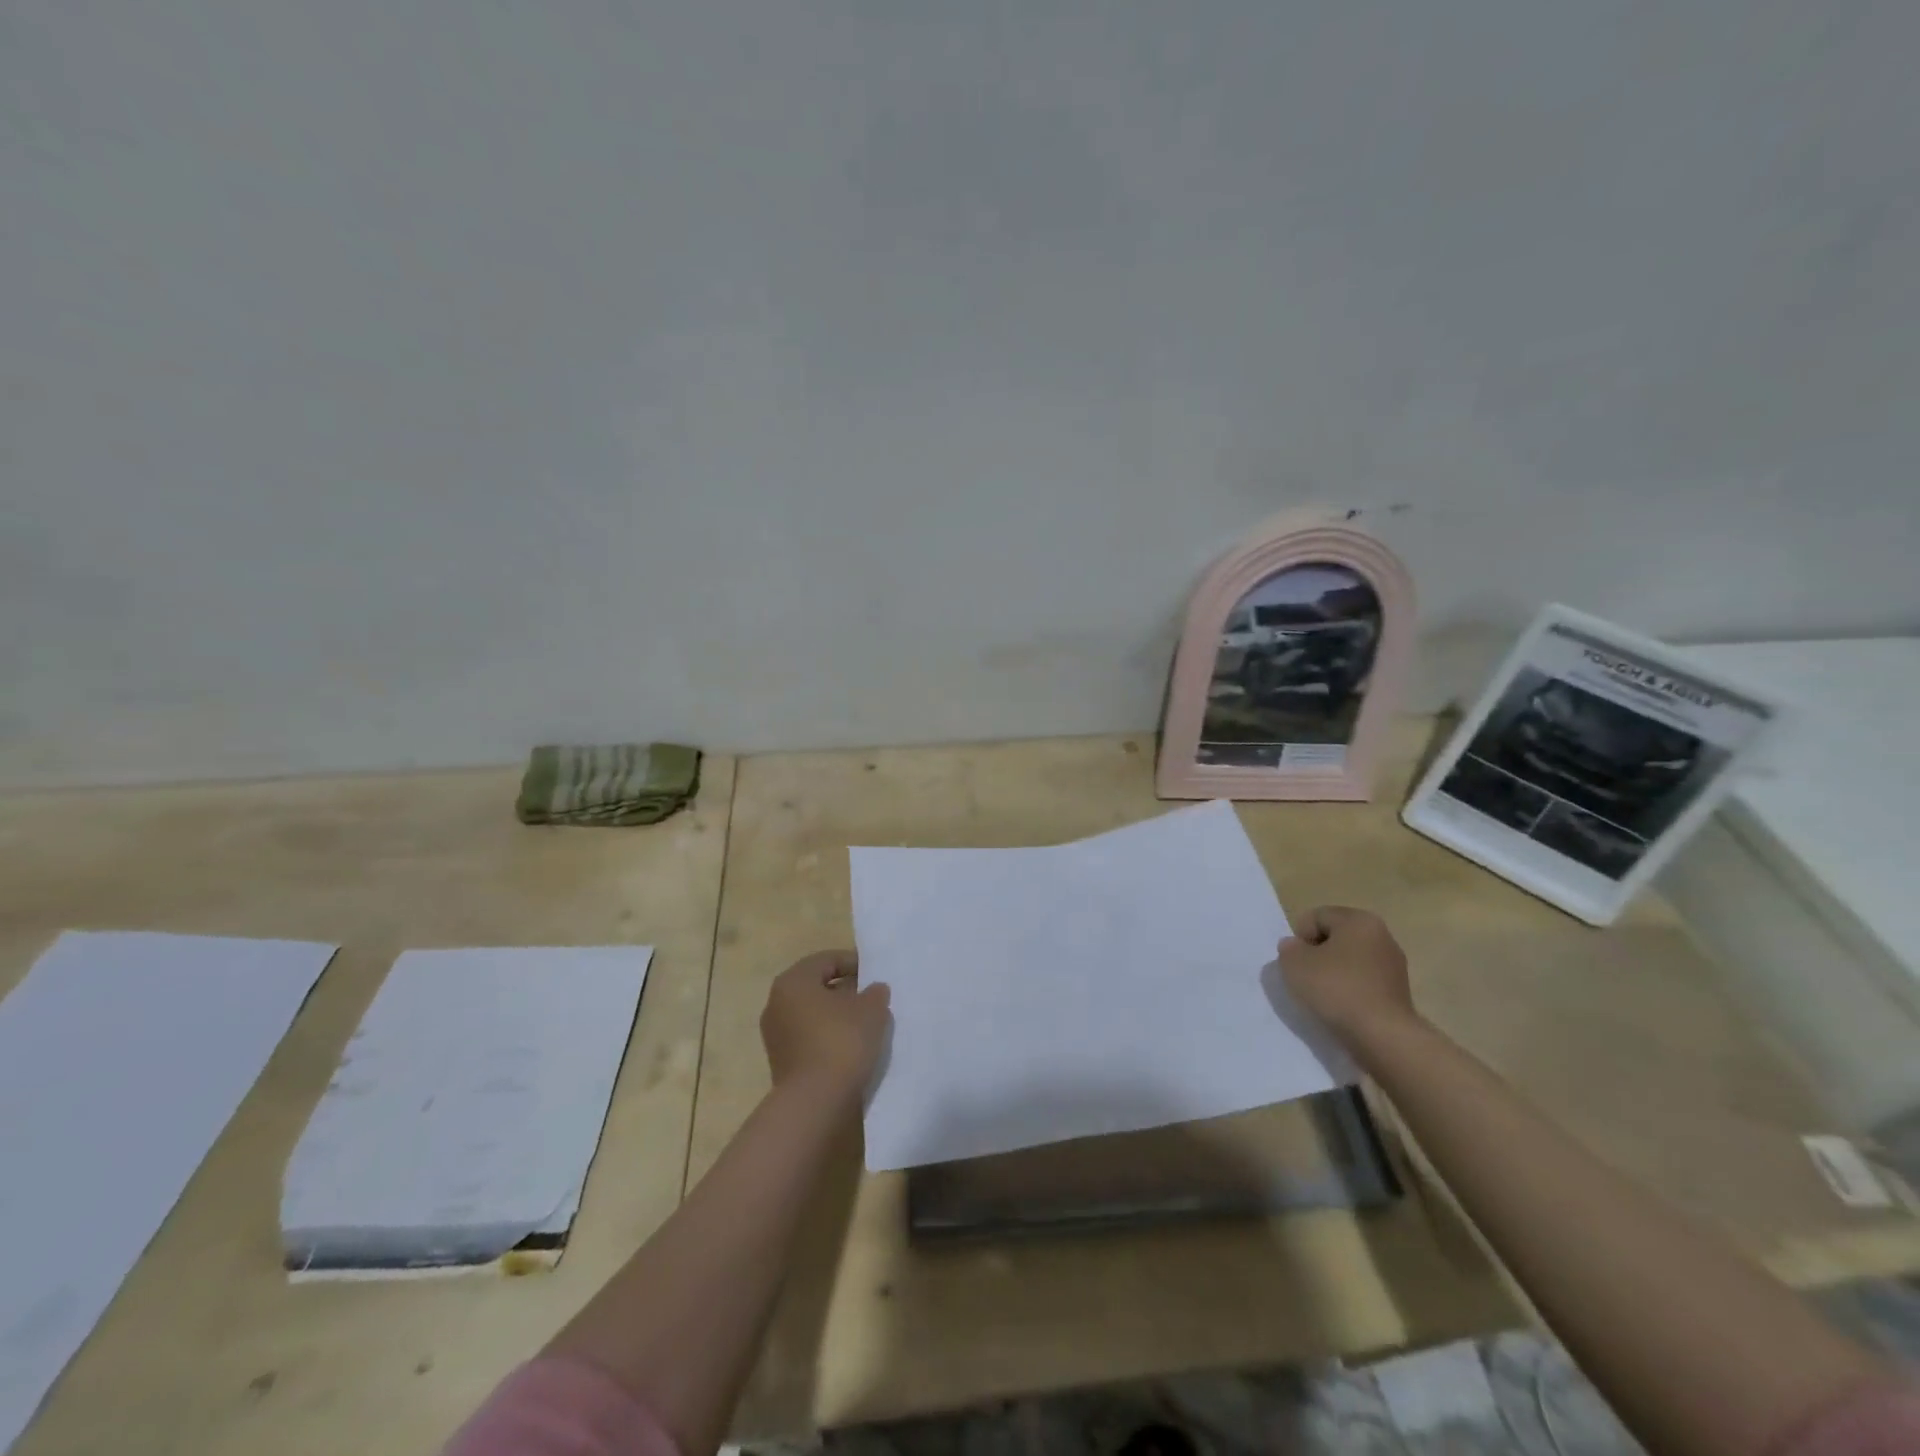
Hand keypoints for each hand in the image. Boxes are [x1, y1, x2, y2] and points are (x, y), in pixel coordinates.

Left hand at [760, 950, 891, 1104]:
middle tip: (871, 998)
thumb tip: (873, 989)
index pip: (827, 960)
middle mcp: (776, 1002)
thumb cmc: (841, 1041)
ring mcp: (775, 1034)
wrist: (814, 1102)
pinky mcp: (781, 1061)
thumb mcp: (871, 1009)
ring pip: (812, 1013)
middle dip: (845, 990)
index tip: (876, 974)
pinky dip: (828, 1036)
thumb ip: (874, 993)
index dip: (854, 963)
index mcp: (793, 981)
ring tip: (865, 1024)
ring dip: (836, 1014)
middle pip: (816, 986)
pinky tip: (850, 1046)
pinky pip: (808, 1037)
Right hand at [1278, 906, 1416, 1042]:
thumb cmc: (1336, 988)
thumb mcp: (1294, 963)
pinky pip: (1363, 981)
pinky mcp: (1399, 992)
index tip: (1296, 961)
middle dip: (1317, 953)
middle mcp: (1382, 935)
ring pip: (1350, 960)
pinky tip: (1342, 1007)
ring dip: (1333, 972)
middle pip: (1336, 937)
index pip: (1317, 917)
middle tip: (1305, 976)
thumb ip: (1289, 948)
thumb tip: (1296, 947)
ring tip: (1322, 995)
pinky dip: (1349, 989)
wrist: (1382, 1035)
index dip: (1299, 937)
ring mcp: (1394, 965)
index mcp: (1358, 920)